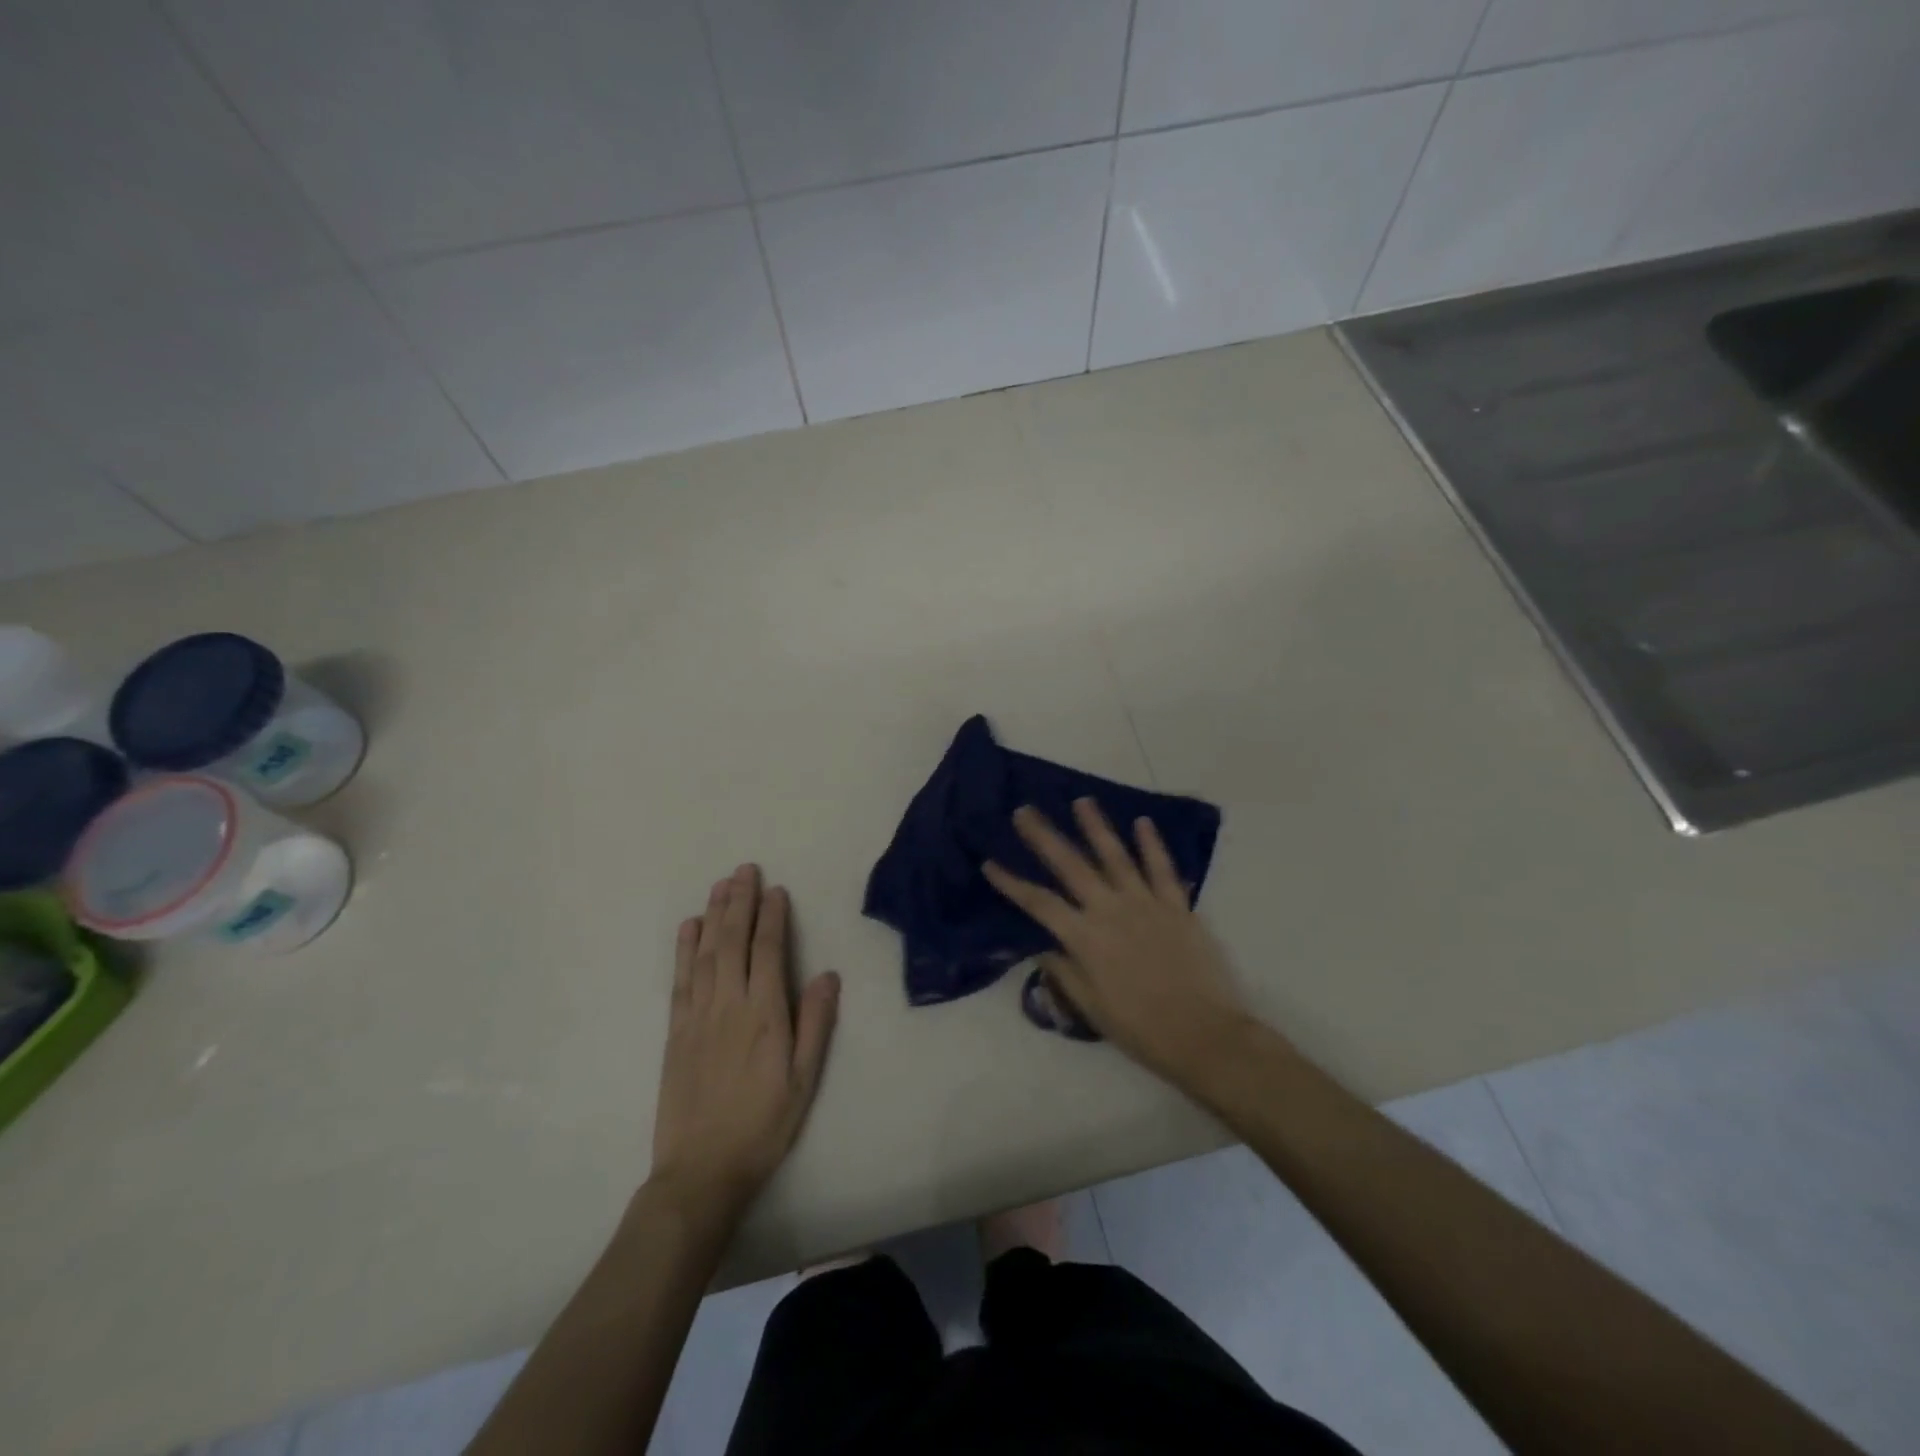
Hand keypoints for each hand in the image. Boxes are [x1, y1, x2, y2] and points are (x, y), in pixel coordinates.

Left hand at [649, 865, 839, 1215]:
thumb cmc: (764, 1125)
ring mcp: (698, 1016)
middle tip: (745, 869)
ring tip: (720, 885)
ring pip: (706, 953)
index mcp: (765, 1014)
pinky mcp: (675, 1031)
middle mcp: (729, 1005)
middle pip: (734, 942)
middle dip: (740, 902)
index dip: (772, 917)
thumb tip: (828, 974)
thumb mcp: (805, 1080)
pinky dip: (684, 950)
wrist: (702, 1171)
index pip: (768, 951)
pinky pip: (680, 980)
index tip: (776, 890)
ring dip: (713, 915)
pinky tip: (689, 927)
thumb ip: (816, 1023)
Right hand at [983, 800, 1250, 1089]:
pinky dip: (1152, 844)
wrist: (1203, 1035)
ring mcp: (1145, 903)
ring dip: (1096, 826)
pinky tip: (1142, 822)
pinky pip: (1162, 868)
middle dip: (1044, 836)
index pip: (1038, 902)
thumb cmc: (1140, 1029)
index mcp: (1084, 938)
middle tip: (1025, 811)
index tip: (990, 862)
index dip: (1012, 882)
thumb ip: (1065, 973)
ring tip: (1082, 801)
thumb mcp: (1091, 1008)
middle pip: (1070, 865)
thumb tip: (1043, 948)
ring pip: (1115, 855)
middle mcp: (1110, 910)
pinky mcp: (1177, 906)